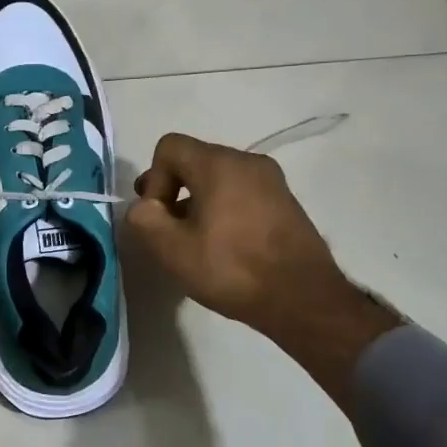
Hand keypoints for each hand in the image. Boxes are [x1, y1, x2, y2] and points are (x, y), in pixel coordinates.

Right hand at [125, 133, 340, 339]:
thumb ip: (144, 219)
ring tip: (198, 243)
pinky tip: (227, 247)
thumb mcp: (172, 249)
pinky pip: (242, 193)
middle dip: (174, 191)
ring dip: (199, 203)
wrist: (303, 299)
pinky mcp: (285, 202)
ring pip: (219, 178)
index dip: (154, 179)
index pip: (169, 147)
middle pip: (194, 161)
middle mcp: (247, 161)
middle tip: (171, 231)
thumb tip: (145, 207)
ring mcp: (272, 181)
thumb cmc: (233, 269)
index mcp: (219, 164)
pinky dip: (225, 210)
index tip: (161, 217)